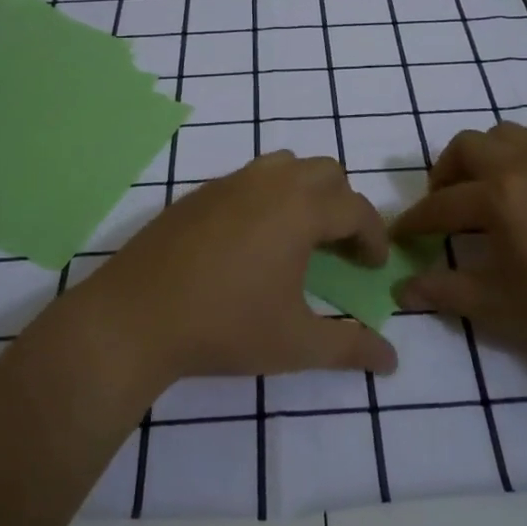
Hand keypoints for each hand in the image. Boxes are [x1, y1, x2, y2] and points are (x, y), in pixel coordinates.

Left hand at [84, 153, 398, 383]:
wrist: (134, 318)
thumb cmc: (224, 327)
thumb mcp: (296, 344)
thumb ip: (350, 346)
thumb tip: (392, 360)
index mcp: (300, 209)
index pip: (356, 208)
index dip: (374, 236)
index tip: (372, 266)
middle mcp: (269, 183)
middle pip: (326, 172)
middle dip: (343, 204)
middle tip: (339, 247)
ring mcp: (229, 183)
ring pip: (285, 165)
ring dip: (305, 191)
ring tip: (299, 235)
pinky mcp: (198, 193)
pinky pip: (248, 179)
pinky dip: (267, 197)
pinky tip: (251, 241)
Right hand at [391, 121, 526, 361]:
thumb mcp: (503, 307)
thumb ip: (447, 293)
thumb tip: (402, 290)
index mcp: (497, 197)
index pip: (440, 206)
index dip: (414, 222)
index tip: (400, 236)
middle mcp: (522, 163)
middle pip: (465, 147)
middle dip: (444, 173)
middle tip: (445, 206)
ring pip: (504, 132)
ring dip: (483, 155)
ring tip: (486, 186)